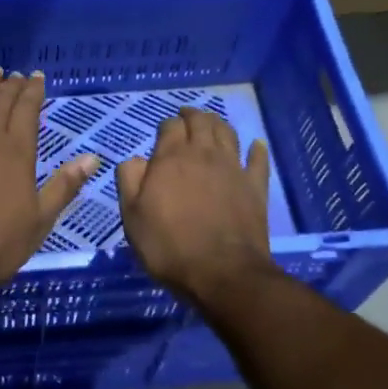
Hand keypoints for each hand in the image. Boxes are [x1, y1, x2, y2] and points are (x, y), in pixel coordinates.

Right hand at [115, 107, 276, 303]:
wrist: (222, 273)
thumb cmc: (169, 246)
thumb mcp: (132, 216)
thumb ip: (129, 180)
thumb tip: (136, 159)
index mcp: (171, 158)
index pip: (169, 126)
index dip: (166, 125)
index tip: (162, 132)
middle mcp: (203, 154)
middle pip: (200, 122)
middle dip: (192, 115)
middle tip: (186, 116)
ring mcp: (233, 168)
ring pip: (227, 133)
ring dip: (218, 123)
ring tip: (212, 123)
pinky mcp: (255, 187)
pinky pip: (258, 160)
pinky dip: (256, 149)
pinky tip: (256, 145)